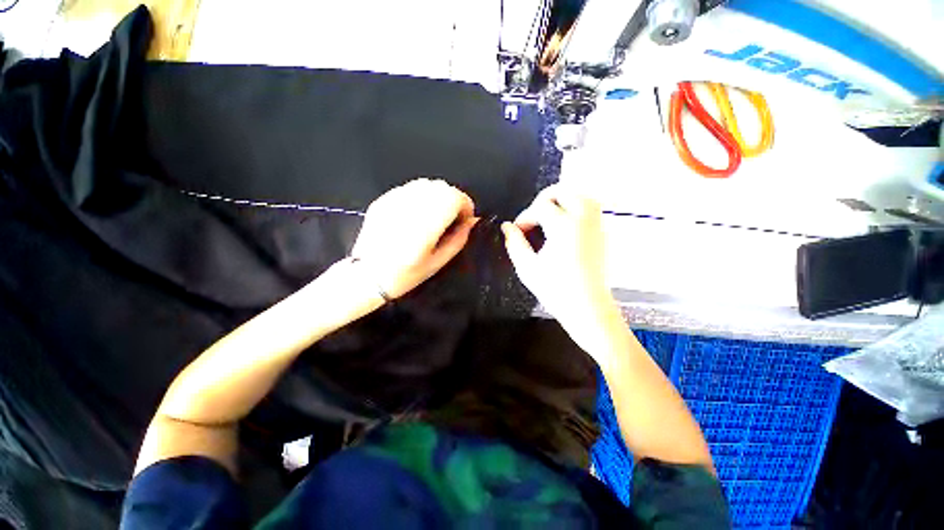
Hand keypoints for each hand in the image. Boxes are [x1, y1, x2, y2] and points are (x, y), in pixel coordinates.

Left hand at [350, 179, 476, 299]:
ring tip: (434, 215)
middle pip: (442, 187)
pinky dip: (420, 196)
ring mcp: (393, 202)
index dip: (465, 205)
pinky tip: (417, 213)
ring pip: (426, 183)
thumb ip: (458, 239)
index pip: (453, 198)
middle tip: (451, 217)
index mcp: (425, 227)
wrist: (367, 275)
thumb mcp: (438, 263)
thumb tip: (472, 221)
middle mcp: (410, 209)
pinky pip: (409, 188)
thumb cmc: (405, 275)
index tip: (465, 218)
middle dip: (453, 199)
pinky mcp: (383, 200)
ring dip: (437, 196)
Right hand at [502, 184, 620, 358]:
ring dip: (563, 199)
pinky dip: (576, 207)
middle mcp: (584, 220)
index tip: (518, 230)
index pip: (541, 208)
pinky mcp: (602, 235)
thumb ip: (515, 243)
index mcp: (564, 227)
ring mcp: (597, 226)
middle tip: (533, 215)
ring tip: (549, 214)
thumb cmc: (556, 290)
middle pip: (566, 191)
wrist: (588, 308)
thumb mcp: (527, 268)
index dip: (525, 217)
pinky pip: (592, 209)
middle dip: (545, 198)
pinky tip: (564, 224)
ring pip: (583, 196)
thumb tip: (507, 227)